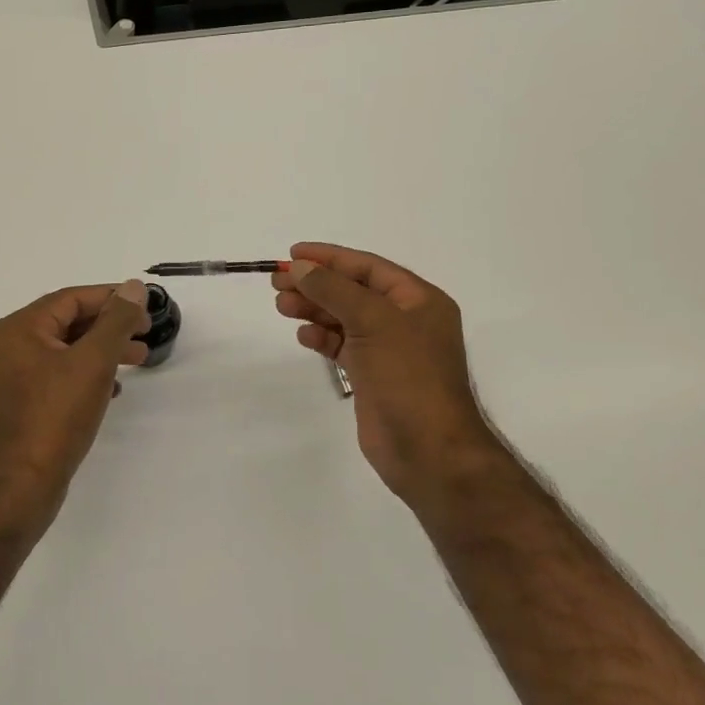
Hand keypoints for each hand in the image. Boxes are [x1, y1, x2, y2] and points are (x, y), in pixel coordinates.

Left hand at [0, 280, 150, 526]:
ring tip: (140, 360)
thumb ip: (116, 321)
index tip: (145, 308)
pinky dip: (89, 375)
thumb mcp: (93, 362)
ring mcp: (16, 376)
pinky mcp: (25, 403)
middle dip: (111, 326)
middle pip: (69, 322)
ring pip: (68, 350)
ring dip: (104, 351)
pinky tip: (114, 390)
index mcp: (20, 328)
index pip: (72, 299)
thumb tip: (134, 286)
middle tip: (146, 334)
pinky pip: (61, 375)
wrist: (21, 485)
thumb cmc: (56, 416)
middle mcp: (12, 346)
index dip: (111, 299)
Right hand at [273, 243, 506, 509]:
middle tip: (277, 283)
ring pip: (345, 318)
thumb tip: (301, 267)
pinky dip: (322, 338)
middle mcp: (406, 320)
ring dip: (314, 309)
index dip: (330, 258)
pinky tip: (303, 336)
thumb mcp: (373, 322)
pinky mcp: (373, 376)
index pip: (368, 267)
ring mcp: (389, 349)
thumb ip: (334, 290)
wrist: (428, 450)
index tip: (292, 254)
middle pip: (353, 291)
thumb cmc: (408, 377)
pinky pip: (343, 346)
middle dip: (316, 284)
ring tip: (281, 306)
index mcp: (419, 300)